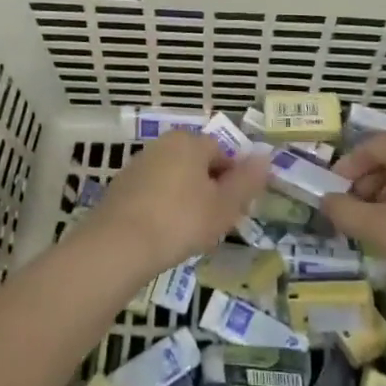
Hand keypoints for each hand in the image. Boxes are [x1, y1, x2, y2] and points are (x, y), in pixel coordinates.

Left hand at [82, 131, 269, 280]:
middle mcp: (163, 144)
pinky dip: (164, 209)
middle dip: (211, 190)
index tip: (237, 209)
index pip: (224, 152)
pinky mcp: (121, 188)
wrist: (119, 245)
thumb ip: (247, 181)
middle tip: (217, 223)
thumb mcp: (224, 205)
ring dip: (188, 200)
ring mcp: (138, 165)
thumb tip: (267, 157)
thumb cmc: (181, 220)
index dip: (235, 180)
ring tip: (192, 233)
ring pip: (176, 180)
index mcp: (190, 141)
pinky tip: (165, 235)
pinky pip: (154, 194)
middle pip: (198, 164)